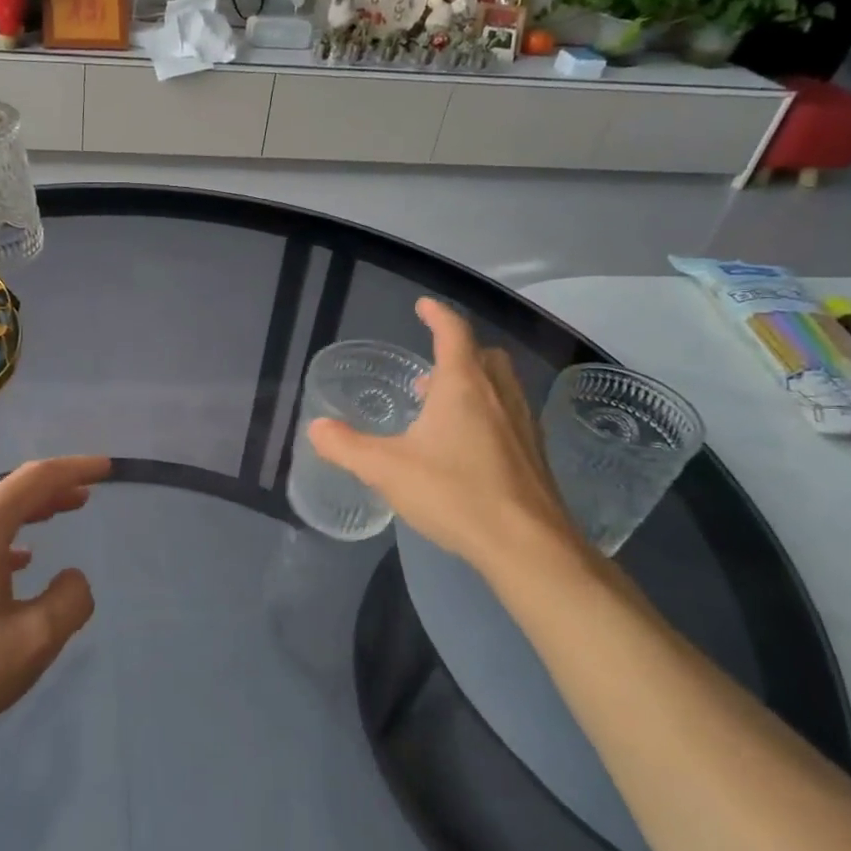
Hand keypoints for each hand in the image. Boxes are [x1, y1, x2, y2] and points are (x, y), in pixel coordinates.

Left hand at [0, 456, 109, 772]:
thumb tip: (72, 578)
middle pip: (8, 493)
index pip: (35, 479)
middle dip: (50, 491)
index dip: (74, 469)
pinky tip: (13, 562)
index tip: (105, 468)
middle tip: (85, 496)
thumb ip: (70, 600)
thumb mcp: (32, 642)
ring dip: (24, 515)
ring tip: (56, 518)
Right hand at [307, 299, 583, 577]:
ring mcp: (522, 424)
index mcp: (463, 385)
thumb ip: (346, 446)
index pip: (453, 332)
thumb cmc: (454, 493)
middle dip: (458, 352)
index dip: (437, 314)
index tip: (423, 306)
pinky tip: (467, 447)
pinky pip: (509, 415)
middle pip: (484, 355)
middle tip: (429, 371)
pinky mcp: (533, 454)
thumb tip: (316, 428)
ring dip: (474, 383)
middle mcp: (498, 395)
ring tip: (442, 408)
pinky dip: (487, 413)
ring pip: (501, 385)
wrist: (526, 545)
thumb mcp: (385, 469)